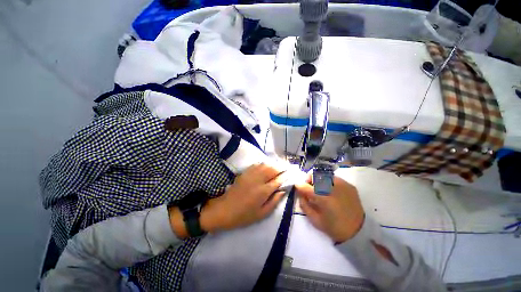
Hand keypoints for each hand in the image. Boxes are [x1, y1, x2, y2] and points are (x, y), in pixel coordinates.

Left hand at [200, 163, 285, 231]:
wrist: (224, 210)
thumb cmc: (244, 215)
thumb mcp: (261, 214)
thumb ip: (274, 201)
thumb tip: (282, 191)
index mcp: (263, 191)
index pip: (278, 180)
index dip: (285, 176)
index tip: (291, 174)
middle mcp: (258, 180)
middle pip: (272, 169)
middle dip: (280, 168)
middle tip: (285, 169)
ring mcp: (250, 175)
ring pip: (265, 165)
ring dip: (273, 165)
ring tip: (277, 167)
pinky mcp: (244, 173)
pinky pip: (256, 165)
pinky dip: (263, 164)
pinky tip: (265, 166)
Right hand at [296, 176, 364, 242]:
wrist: (359, 231)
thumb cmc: (334, 228)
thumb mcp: (315, 220)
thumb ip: (304, 205)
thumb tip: (300, 194)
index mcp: (324, 199)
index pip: (306, 187)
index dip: (299, 186)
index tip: (297, 187)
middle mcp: (333, 188)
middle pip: (315, 175)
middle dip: (309, 180)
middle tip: (309, 187)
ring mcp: (343, 185)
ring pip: (325, 175)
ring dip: (318, 179)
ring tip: (319, 188)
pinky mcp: (349, 185)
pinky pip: (334, 178)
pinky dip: (328, 181)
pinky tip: (330, 190)